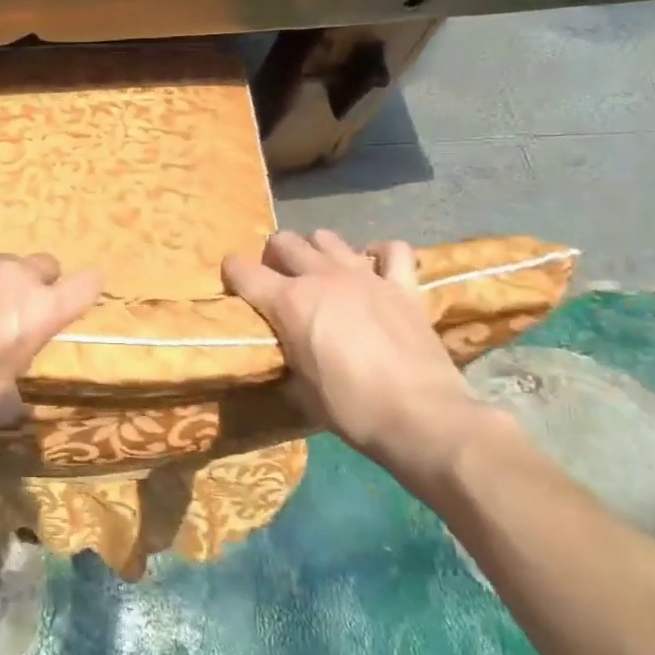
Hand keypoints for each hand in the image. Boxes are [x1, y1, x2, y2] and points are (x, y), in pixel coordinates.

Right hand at [222, 230, 515, 493]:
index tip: (232, 282)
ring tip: (321, 272)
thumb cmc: (351, 409)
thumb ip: (286, 358)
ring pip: (328, 237)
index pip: (242, 270)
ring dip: (317, 251)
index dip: (232, 273)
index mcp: (289, 302)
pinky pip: (393, 250)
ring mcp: (365, 276)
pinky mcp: (403, 286)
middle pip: (285, 241)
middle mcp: (321, 277)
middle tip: (278, 280)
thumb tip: (283, 354)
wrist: (422, 417)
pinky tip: (375, 267)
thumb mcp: (300, 390)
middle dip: (274, 256)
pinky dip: (380, 254)